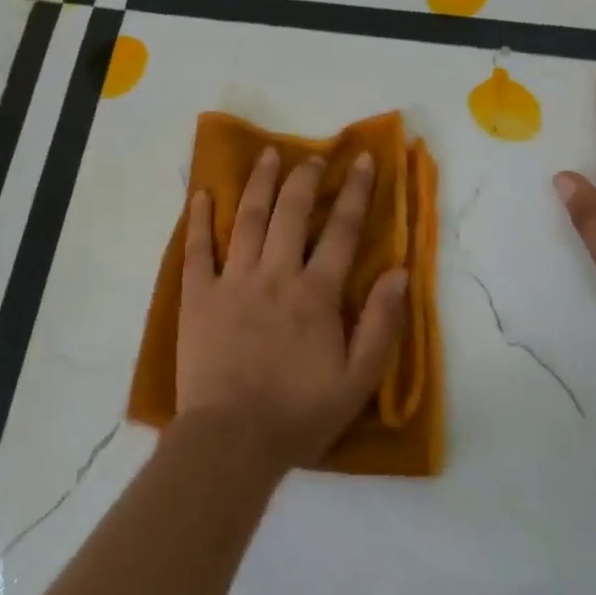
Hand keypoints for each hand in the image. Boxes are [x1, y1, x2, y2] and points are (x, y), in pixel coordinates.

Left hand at [178, 147, 410, 471]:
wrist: (232, 440)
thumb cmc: (299, 413)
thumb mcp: (358, 380)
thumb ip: (382, 324)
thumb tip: (399, 272)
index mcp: (315, 293)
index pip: (341, 231)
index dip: (354, 192)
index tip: (360, 160)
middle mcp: (275, 275)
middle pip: (291, 213)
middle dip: (305, 178)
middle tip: (312, 155)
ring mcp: (233, 281)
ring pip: (248, 219)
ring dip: (259, 184)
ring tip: (266, 154)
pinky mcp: (198, 296)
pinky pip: (196, 249)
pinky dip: (199, 220)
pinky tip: (202, 194)